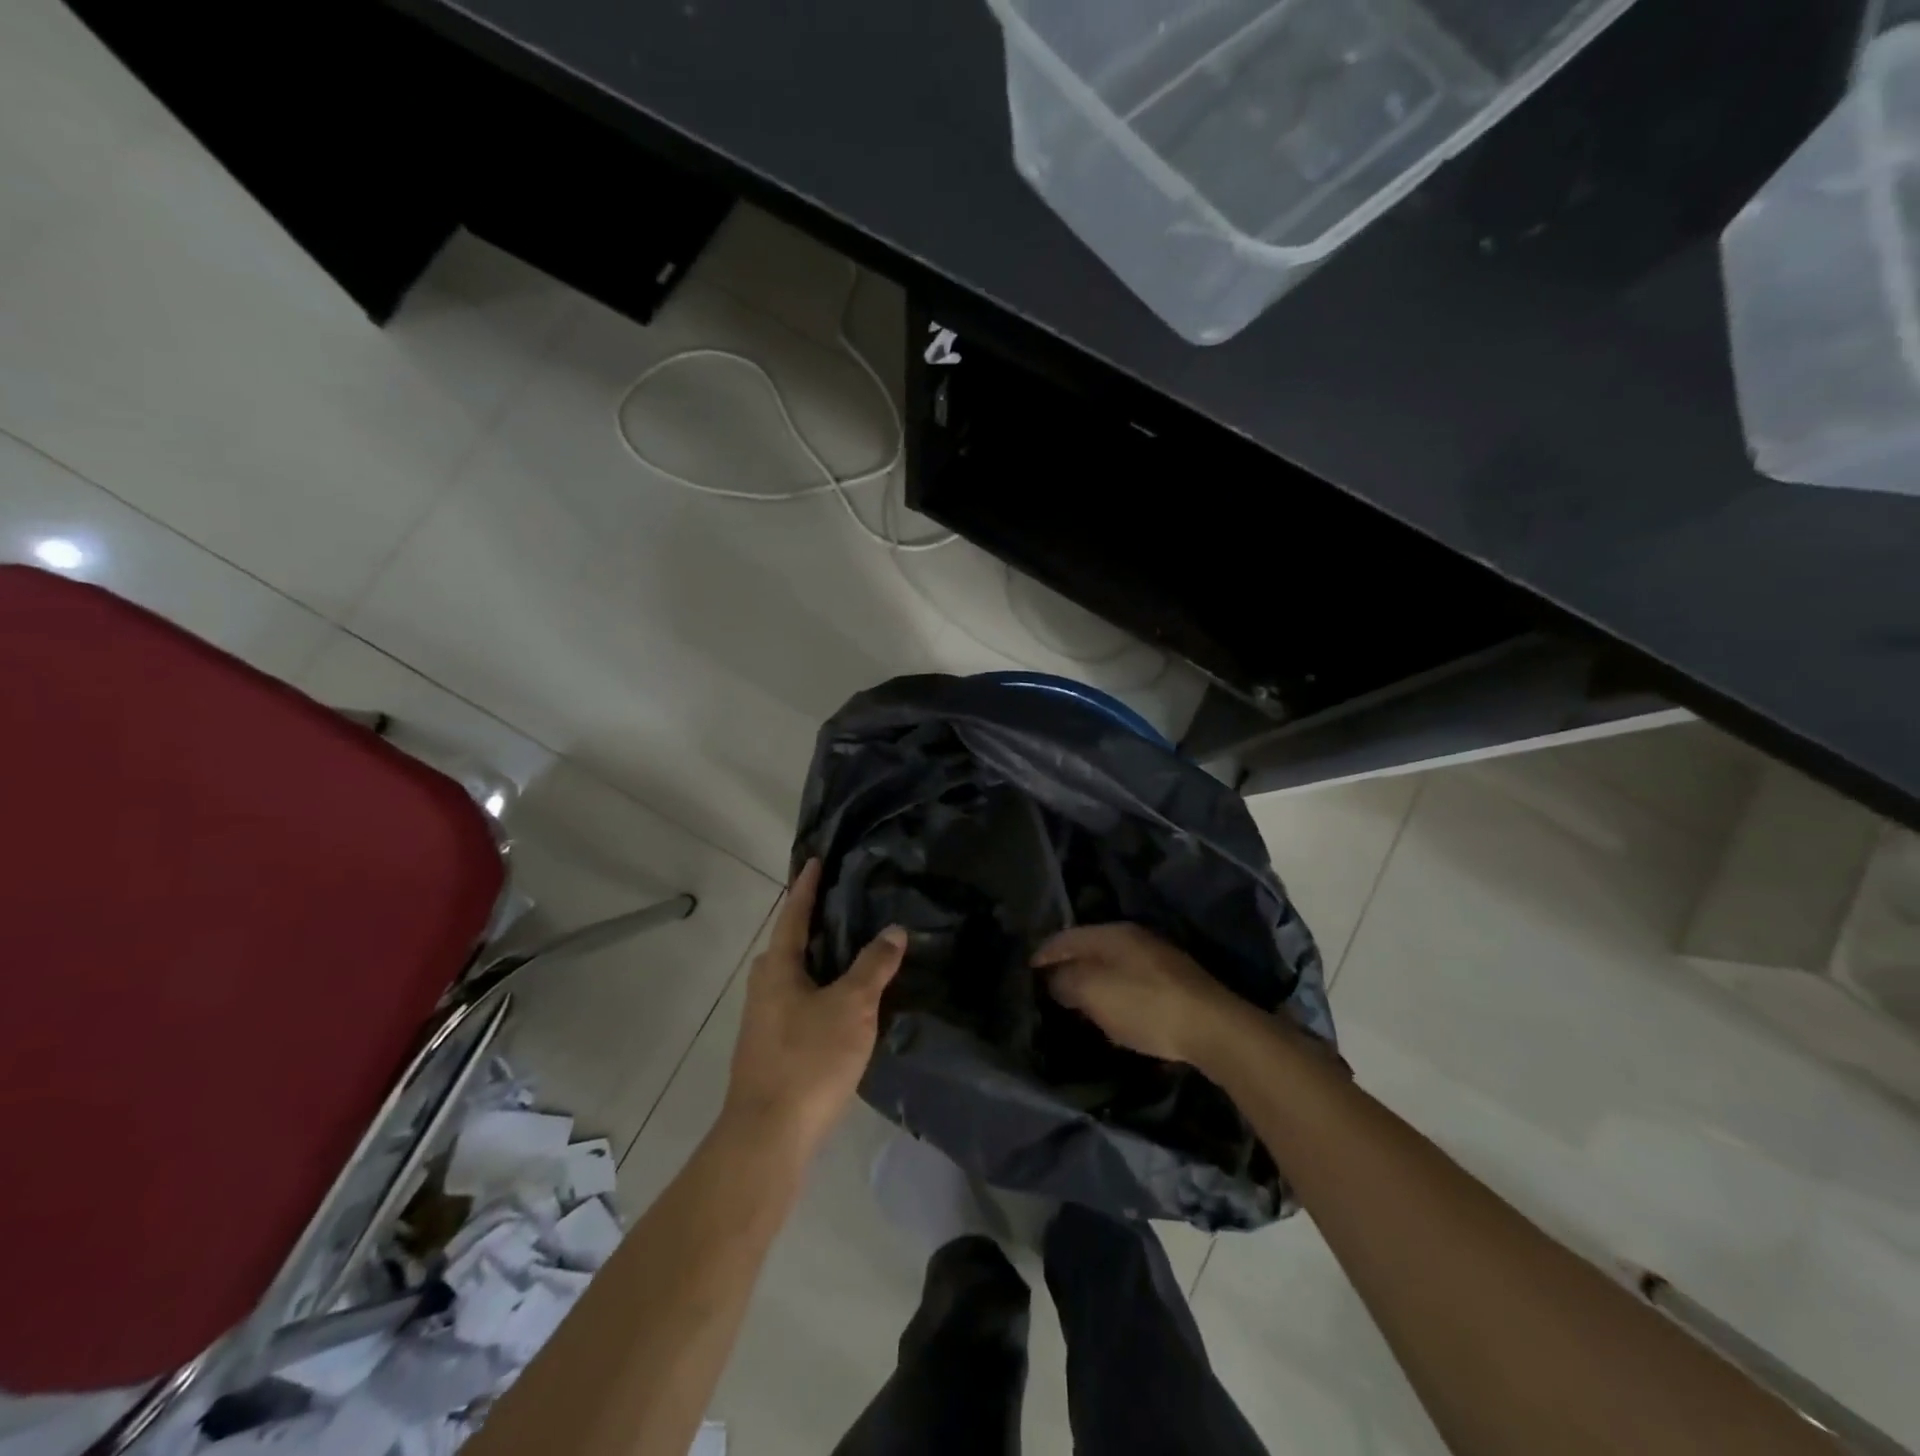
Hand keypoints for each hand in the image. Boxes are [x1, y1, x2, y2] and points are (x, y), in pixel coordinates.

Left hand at [723, 859, 905, 1160]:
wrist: (768, 1135)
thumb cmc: (809, 1059)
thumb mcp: (852, 1006)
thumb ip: (874, 966)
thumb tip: (894, 930)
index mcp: (778, 967)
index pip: (794, 913)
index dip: (807, 886)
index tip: (816, 859)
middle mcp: (764, 985)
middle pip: (791, 942)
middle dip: (814, 921)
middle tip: (847, 903)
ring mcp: (764, 1018)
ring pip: (796, 974)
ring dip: (820, 957)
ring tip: (854, 947)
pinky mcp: (773, 1046)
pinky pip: (800, 999)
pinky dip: (821, 986)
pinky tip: (845, 999)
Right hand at [1033, 923, 1249, 1067]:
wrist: (1213, 1028)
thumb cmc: (1144, 1005)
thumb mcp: (1093, 992)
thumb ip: (1065, 981)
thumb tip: (1052, 978)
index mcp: (1112, 933)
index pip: (1065, 937)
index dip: (1043, 954)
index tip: (1026, 974)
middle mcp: (1134, 938)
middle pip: (1089, 949)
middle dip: (1067, 967)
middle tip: (1046, 990)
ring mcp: (1158, 959)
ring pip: (1111, 966)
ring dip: (1091, 982)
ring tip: (1074, 1005)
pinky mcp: (1175, 983)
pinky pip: (1131, 983)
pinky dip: (1114, 994)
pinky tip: (1112, 1014)